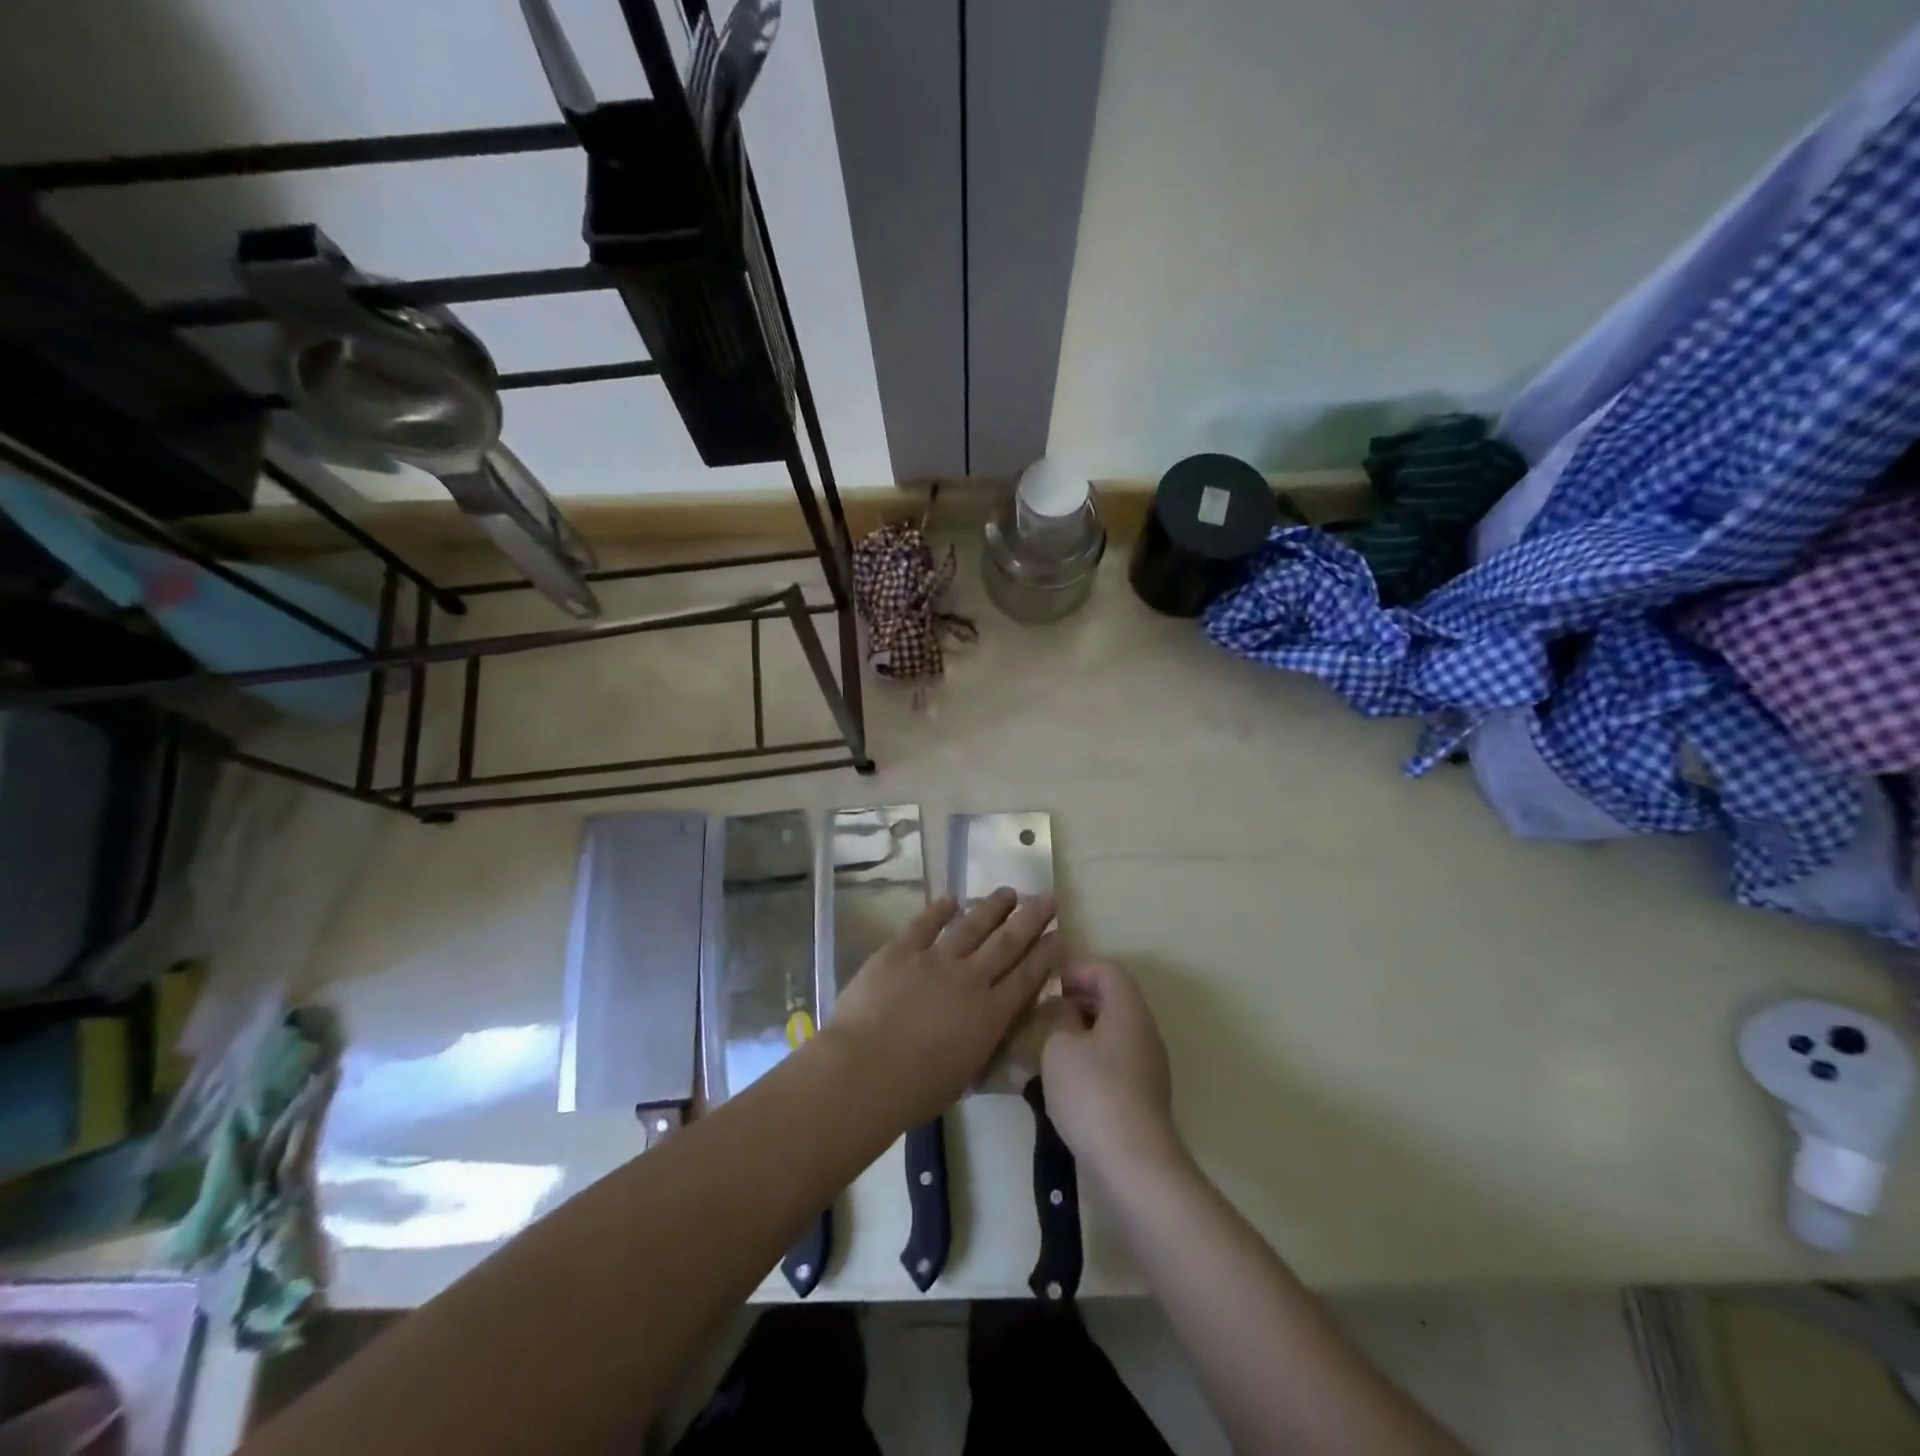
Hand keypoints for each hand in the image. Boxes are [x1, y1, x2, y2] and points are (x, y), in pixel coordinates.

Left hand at [824, 888, 1059, 1128]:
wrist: (864, 1071)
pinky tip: (950, 898)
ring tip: (1008, 892)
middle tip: (1048, 897)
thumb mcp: (965, 1076)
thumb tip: (990, 1029)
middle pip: (1007, 942)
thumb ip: (982, 1045)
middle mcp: (970, 979)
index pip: (1027, 976)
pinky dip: (938, 909)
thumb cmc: (915, 1091)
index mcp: (990, 1015)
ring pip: (972, 926)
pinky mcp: (900, 950)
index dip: (1046, 953)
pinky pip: (924, 924)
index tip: (1060, 932)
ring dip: (992, 907)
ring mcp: (934, 960)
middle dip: (1031, 918)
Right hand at [1040, 960, 1181, 1182]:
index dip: (1077, 969)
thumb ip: (1059, 1017)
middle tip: (1043, 1013)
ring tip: (1045, 1047)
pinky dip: (1088, 1060)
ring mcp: (1147, 1067)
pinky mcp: (1141, 1097)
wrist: (1133, 1166)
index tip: (1048, 984)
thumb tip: (1062, 1007)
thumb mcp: (1060, 1046)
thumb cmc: (1092, 1093)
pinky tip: (1061, 1081)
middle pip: (1112, 1000)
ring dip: (1079, 1033)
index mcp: (1129, 1010)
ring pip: (1111, 1033)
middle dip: (1076, 1000)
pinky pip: (1113, 1062)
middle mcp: (1144, 1032)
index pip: (1108, 970)